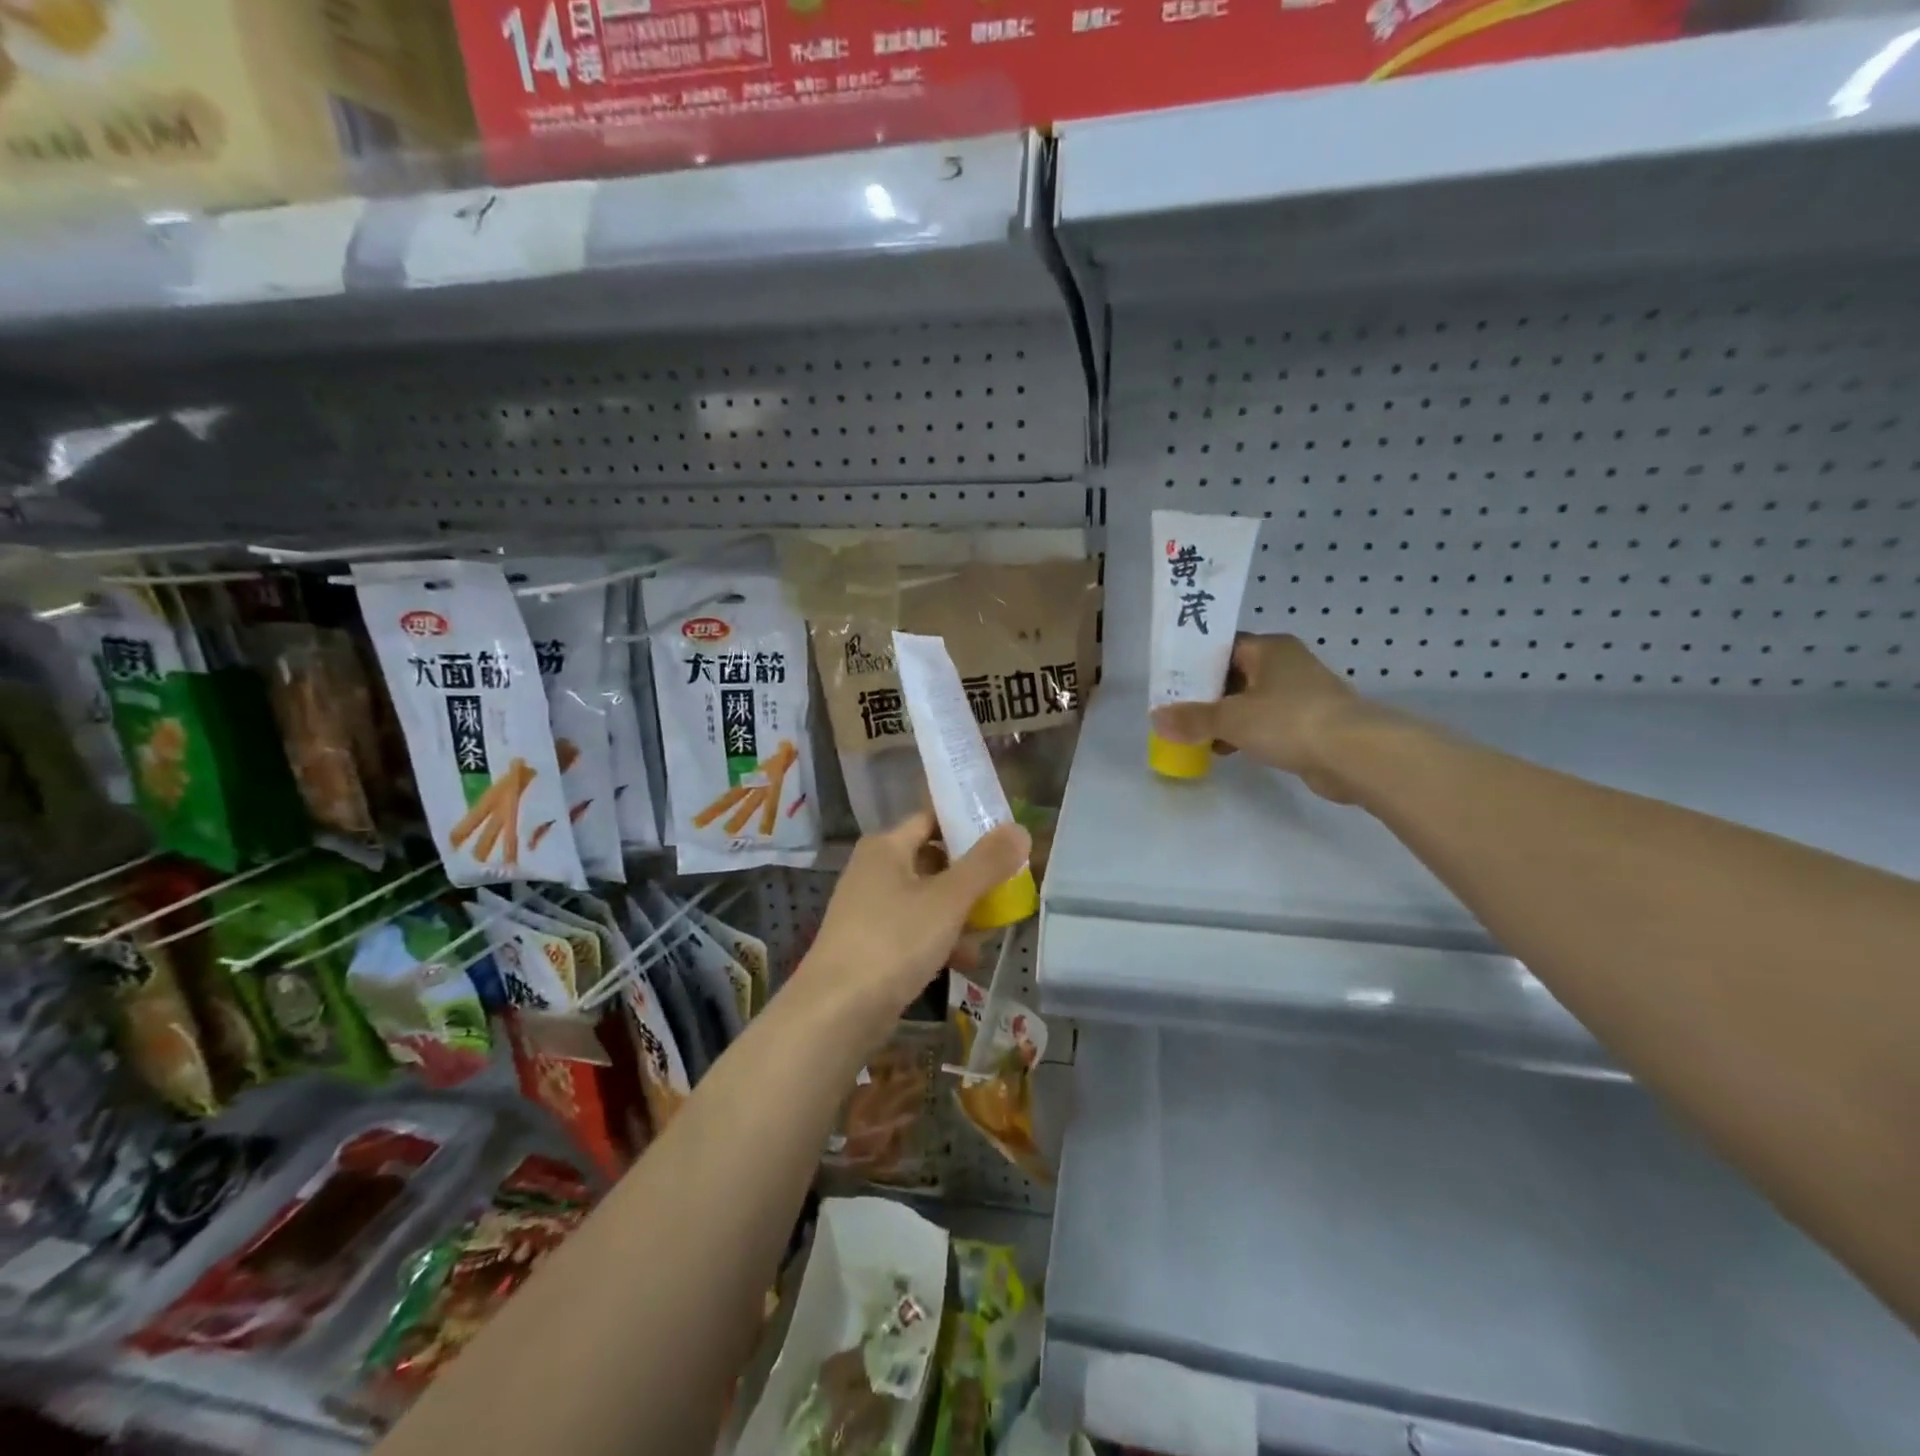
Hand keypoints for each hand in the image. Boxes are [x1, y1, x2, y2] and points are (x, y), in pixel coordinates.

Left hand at [795, 810, 1030, 1031]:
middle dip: (971, 876)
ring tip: (994, 929)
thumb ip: (986, 864)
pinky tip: (968, 961)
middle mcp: (874, 871)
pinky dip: (941, 941)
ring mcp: (871, 910)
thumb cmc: (894, 941)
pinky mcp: (873, 946)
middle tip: (1008, 885)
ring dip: (961, 913)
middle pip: (932, 861)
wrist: (836, 1012)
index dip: (967, 824)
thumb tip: (1019, 829)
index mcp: (886, 847)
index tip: (1004, 838)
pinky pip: (915, 932)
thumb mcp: (948, 899)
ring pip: (927, 900)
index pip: (931, 819)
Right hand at [1150, 633, 1380, 802]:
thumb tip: (1156, 718)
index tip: (1171, 684)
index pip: (1222, 647)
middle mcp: (1286, 663)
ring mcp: (1301, 693)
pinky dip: (1247, 733)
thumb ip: (1192, 718)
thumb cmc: (1288, 720)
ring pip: (1251, 701)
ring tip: (1197, 736)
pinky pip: (1267, 722)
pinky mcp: (1310, 722)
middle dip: (1206, 695)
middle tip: (1177, 712)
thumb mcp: (1231, 718)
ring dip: (1226, 718)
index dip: (1194, 664)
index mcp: (1269, 648)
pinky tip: (1227, 750)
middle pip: (1234, 674)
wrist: (1354, 754)